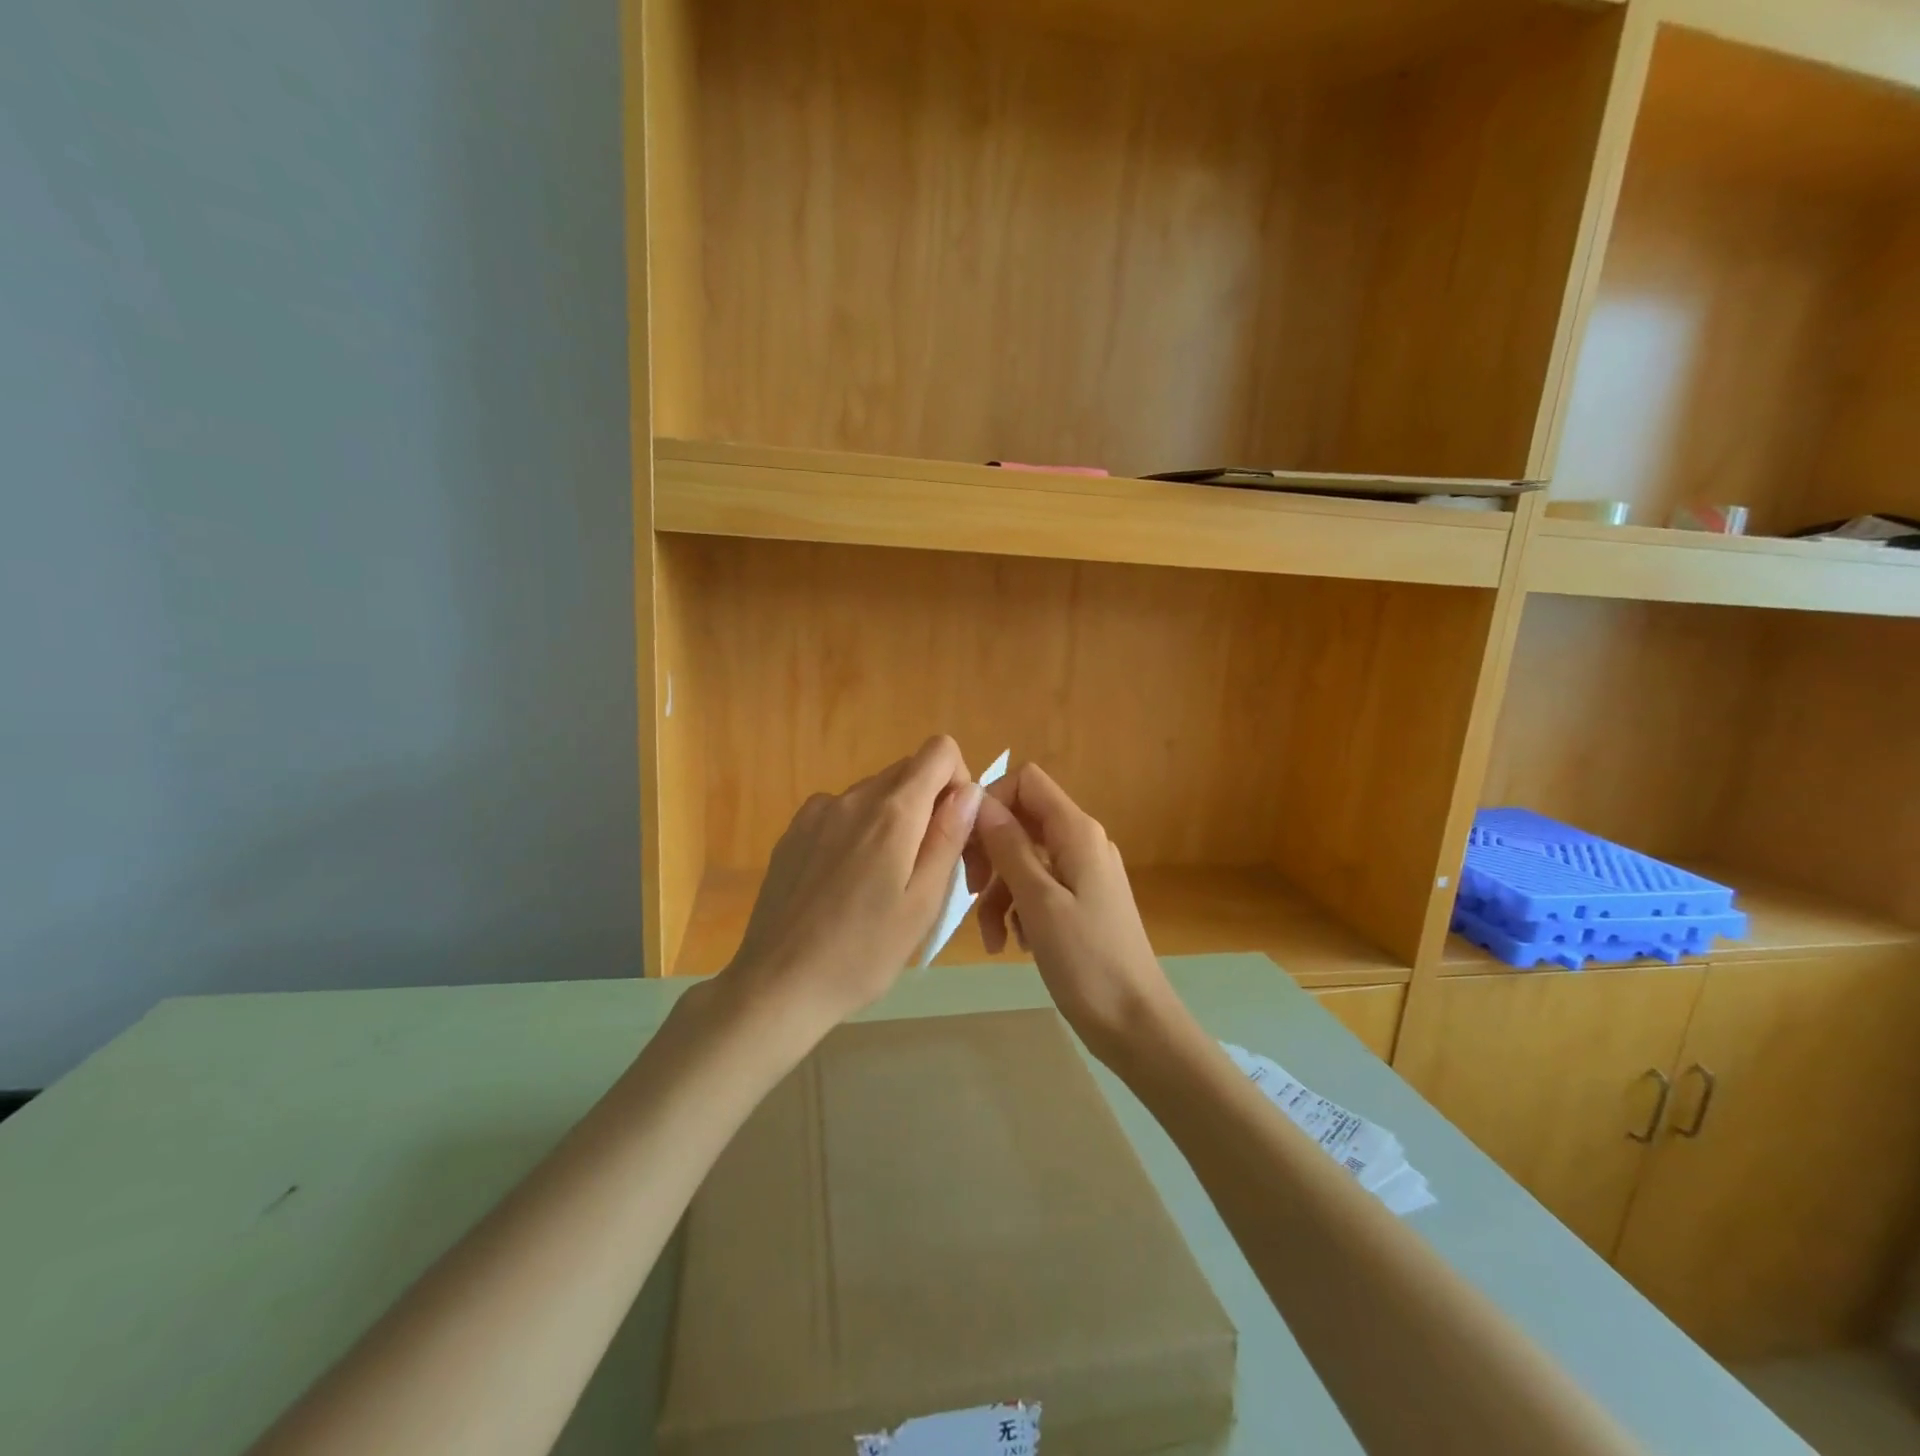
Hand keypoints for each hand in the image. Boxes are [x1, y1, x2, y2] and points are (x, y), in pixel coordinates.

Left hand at [719, 736, 981, 1034]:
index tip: (956, 829)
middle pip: (908, 771)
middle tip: (929, 867)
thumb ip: (949, 837)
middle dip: (930, 806)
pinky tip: (847, 883)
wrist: (777, 985)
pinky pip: (842, 813)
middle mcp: (852, 797)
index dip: (959, 781)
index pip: (939, 750)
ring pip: (875, 794)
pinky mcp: (793, 832)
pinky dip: (859, 831)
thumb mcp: (923, 903)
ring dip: (894, 821)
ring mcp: (816, 812)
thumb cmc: (862, 954)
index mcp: (892, 812)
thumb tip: (970, 790)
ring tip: (884, 883)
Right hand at [964, 763, 1182, 1064]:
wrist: (1136, 1024)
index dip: (992, 800)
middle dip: (990, 853)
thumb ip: (1010, 847)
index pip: (1027, 781)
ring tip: (992, 938)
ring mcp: (1084, 873)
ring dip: (1000, 892)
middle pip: (1022, 821)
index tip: (966, 840)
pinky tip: (1013, 944)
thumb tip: (981, 802)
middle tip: (971, 891)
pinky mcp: (1082, 902)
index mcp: (1077, 832)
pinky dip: (1019, 909)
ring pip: (1025, 859)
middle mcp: (1082, 842)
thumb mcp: (1039, 901)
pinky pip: (1039, 888)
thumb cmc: (1087, 961)